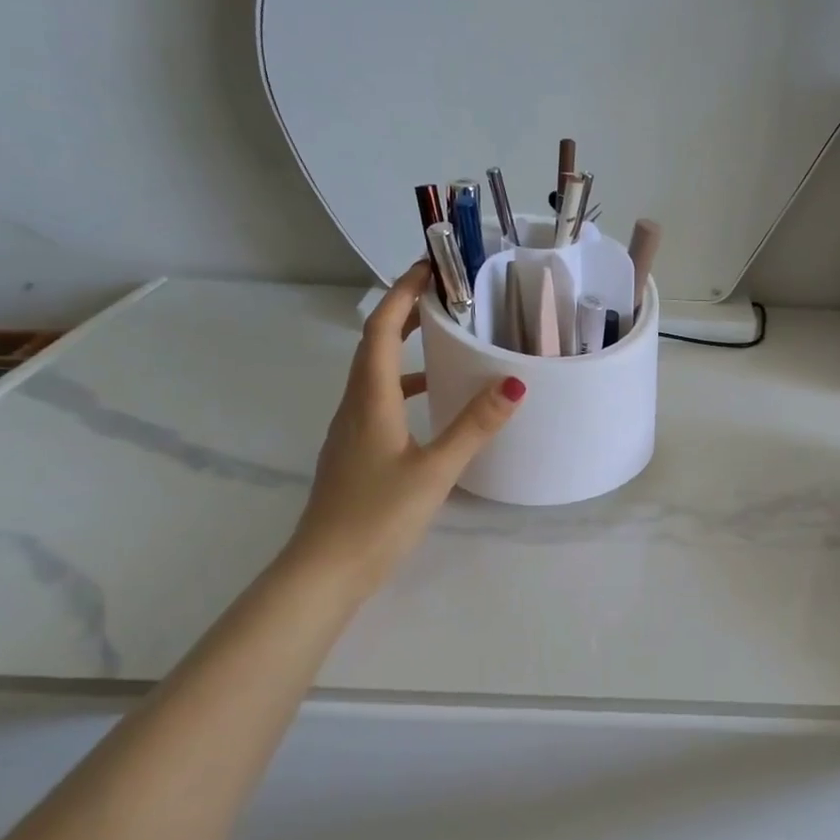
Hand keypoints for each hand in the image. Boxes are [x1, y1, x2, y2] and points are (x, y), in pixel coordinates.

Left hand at [288, 262, 524, 590]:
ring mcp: (350, 431)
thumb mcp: (435, 470)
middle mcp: (354, 407)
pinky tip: (430, 405)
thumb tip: (514, 383)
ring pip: (375, 375)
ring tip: (444, 342)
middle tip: (443, 297)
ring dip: (403, 350)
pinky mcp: (354, 453)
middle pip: (374, 346)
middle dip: (404, 314)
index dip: (402, 295)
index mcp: (369, 401)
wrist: (325, 571)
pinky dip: (403, 387)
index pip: (380, 330)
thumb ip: (474, 426)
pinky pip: (378, 402)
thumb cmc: (377, 517)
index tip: (428, 268)